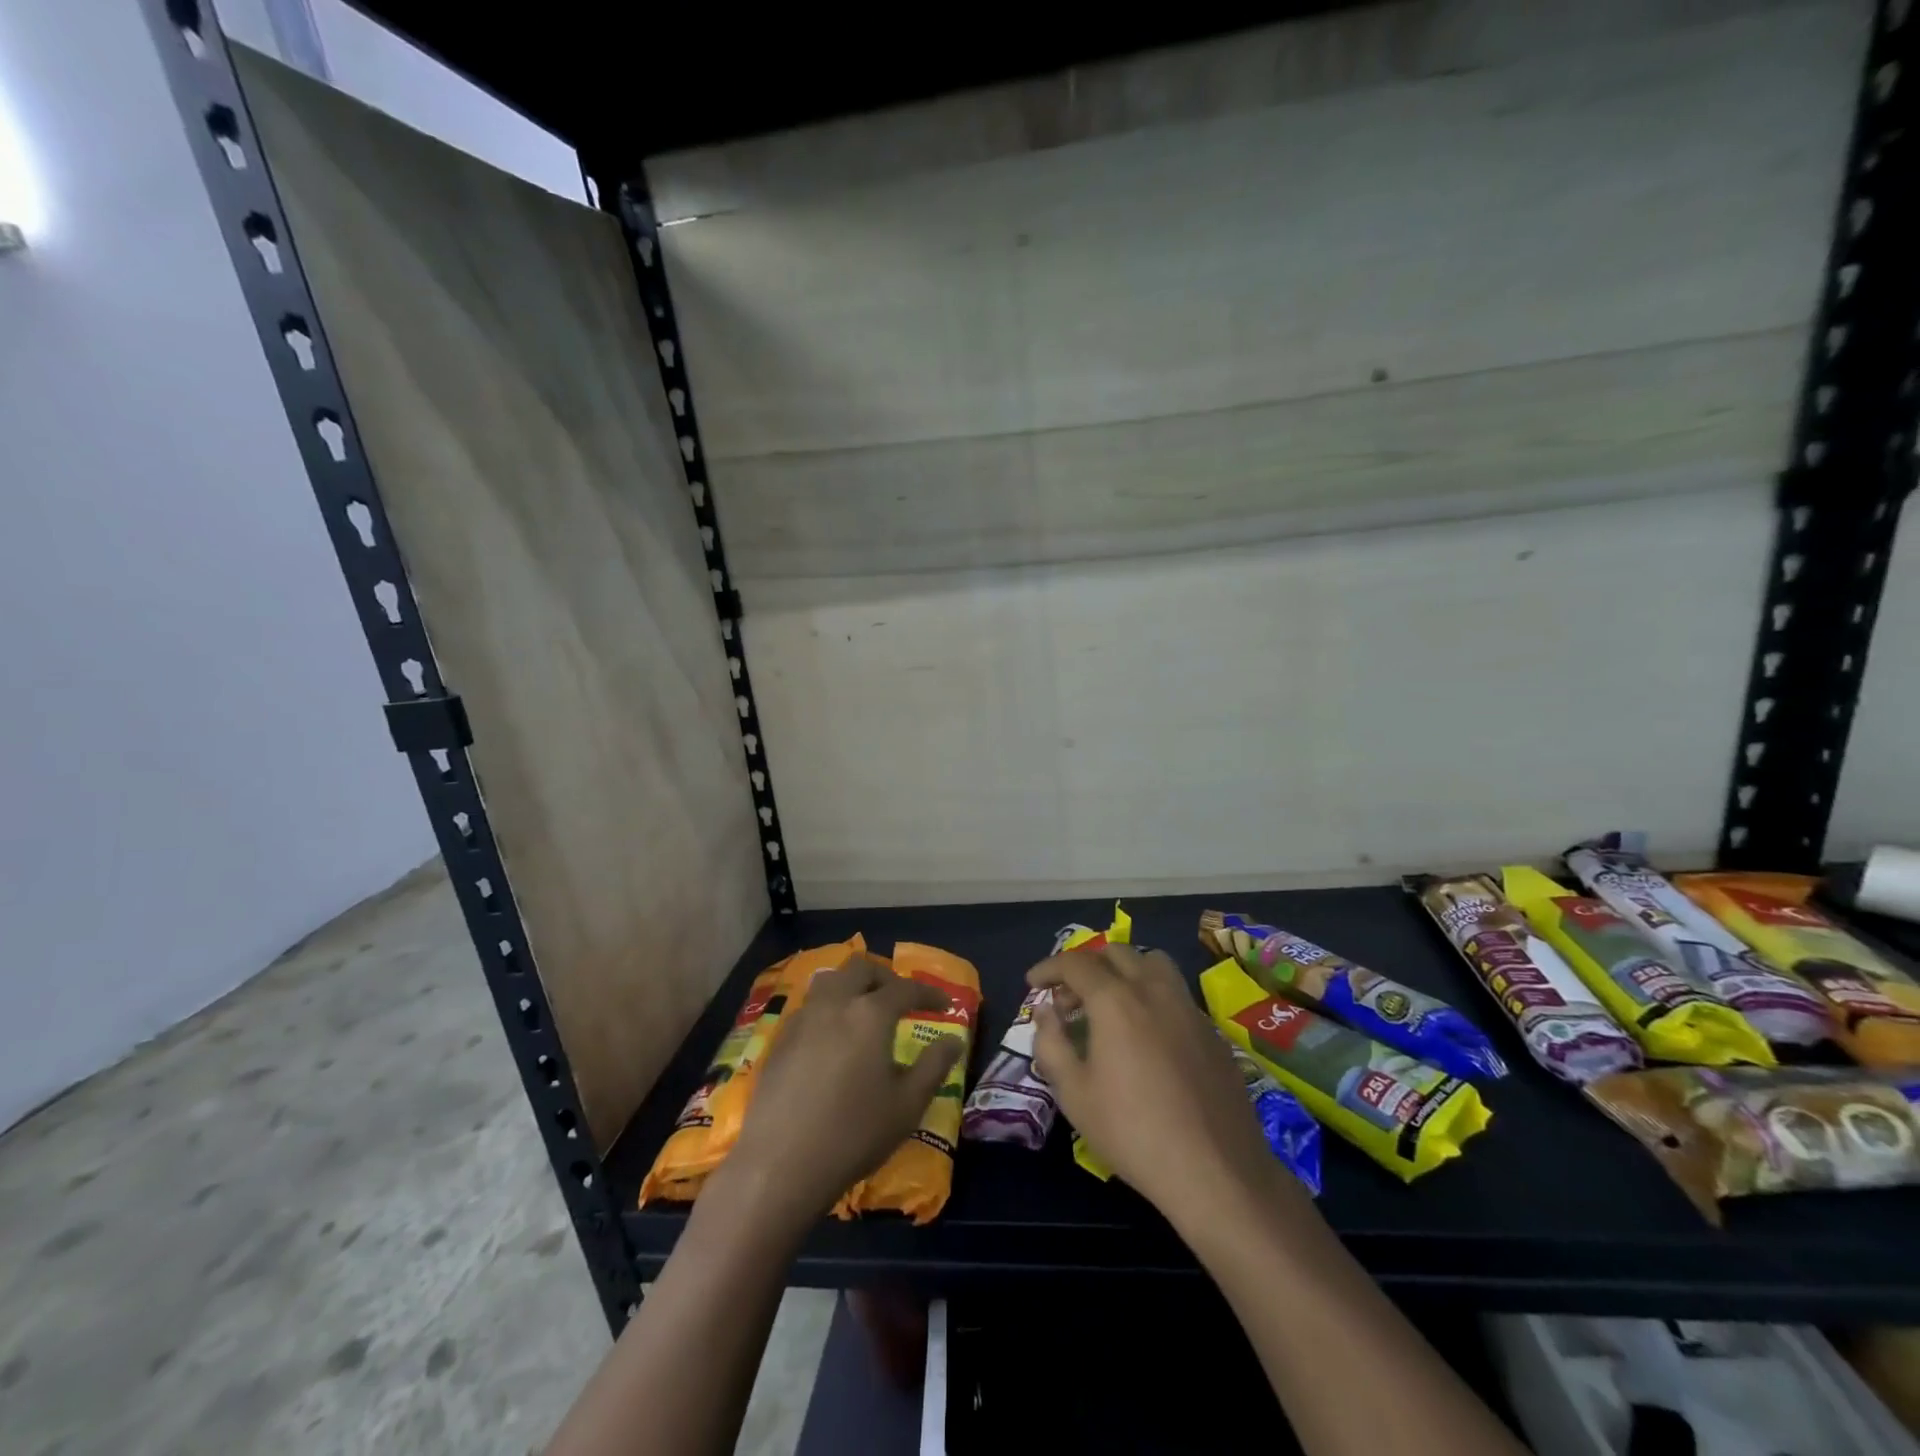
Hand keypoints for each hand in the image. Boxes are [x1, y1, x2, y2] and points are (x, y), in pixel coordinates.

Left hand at [727, 953, 963, 1227]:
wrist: (780, 1164)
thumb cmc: (853, 1134)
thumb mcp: (907, 1105)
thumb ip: (934, 1066)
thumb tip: (954, 1039)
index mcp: (870, 1014)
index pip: (905, 988)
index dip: (929, 992)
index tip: (945, 1004)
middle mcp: (835, 1004)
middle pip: (861, 968)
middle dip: (886, 977)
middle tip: (900, 1000)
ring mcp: (802, 1019)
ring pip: (830, 980)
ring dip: (852, 986)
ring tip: (864, 1011)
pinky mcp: (780, 1040)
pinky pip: (810, 1006)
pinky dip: (829, 1008)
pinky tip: (833, 1039)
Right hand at [1029, 945, 1287, 1228]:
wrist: (1216, 1172)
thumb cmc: (1133, 1132)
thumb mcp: (1074, 1094)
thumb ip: (1051, 1044)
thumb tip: (1046, 1012)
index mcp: (1116, 1000)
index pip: (1075, 963)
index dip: (1049, 967)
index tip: (1033, 982)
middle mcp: (1154, 990)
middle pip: (1115, 953)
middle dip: (1085, 966)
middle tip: (1068, 1000)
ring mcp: (1189, 1008)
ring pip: (1153, 963)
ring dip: (1125, 971)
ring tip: (1111, 1005)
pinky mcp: (1212, 1032)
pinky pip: (1176, 994)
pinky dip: (1152, 997)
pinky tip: (1147, 1038)